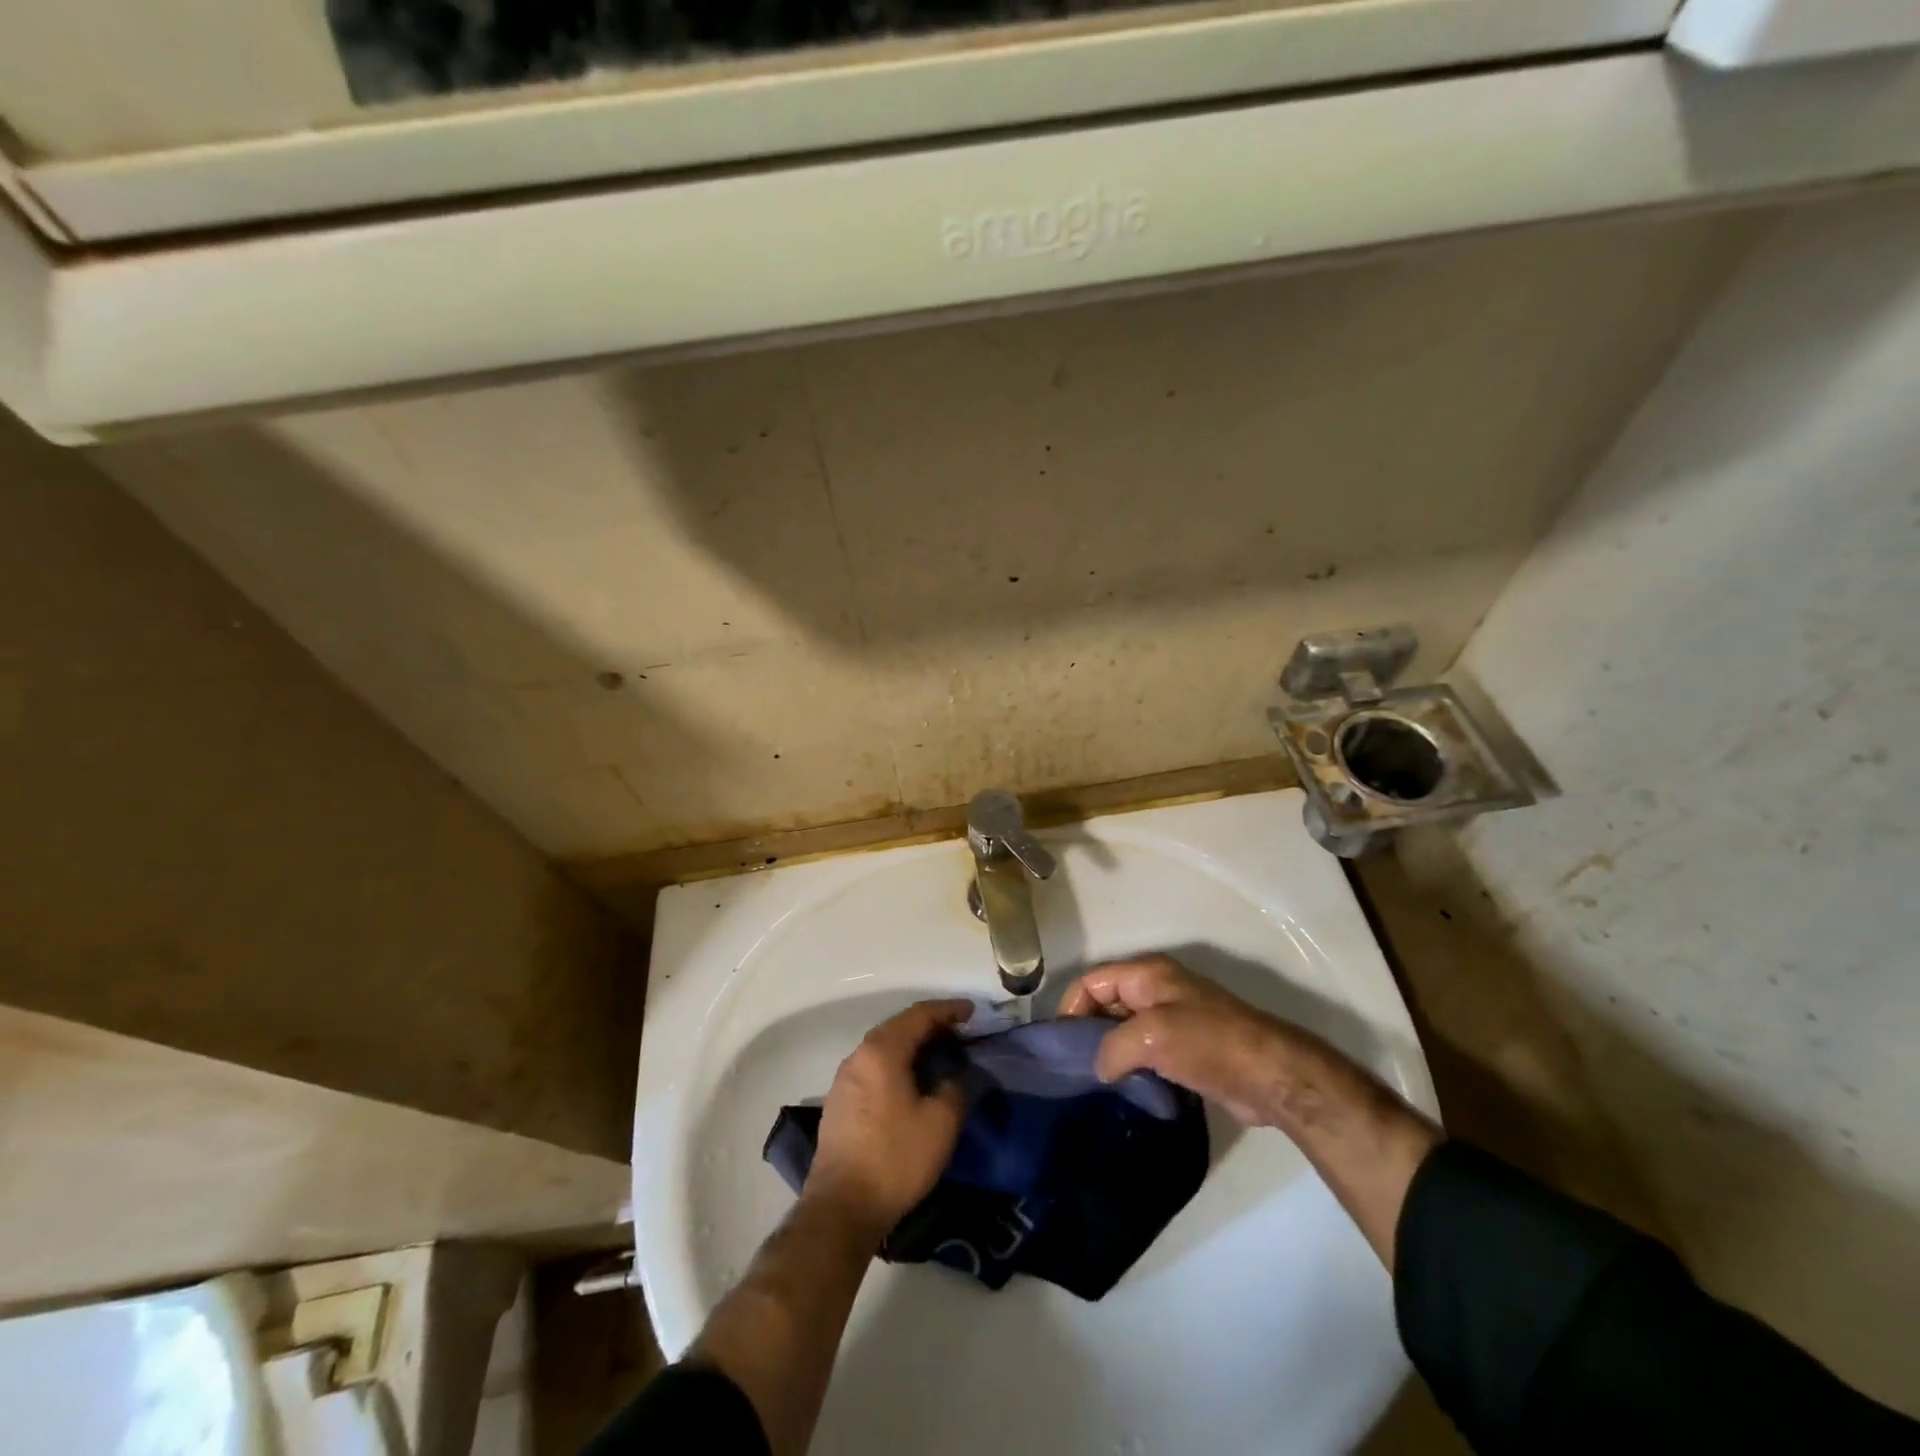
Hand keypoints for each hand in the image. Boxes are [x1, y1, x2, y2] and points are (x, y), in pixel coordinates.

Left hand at [806, 999, 971, 1240]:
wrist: (841, 1208)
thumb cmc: (895, 1158)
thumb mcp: (941, 1123)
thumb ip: (956, 1088)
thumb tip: (958, 1076)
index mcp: (882, 1051)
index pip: (919, 1015)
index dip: (948, 1010)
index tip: (973, 1012)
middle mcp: (858, 1056)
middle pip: (899, 1027)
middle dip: (932, 1027)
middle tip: (961, 1035)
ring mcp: (844, 1079)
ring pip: (885, 1048)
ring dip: (914, 1047)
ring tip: (941, 1058)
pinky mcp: (840, 1102)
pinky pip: (875, 1068)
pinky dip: (898, 1065)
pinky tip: (913, 1084)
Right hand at [1058, 954, 1301, 1125]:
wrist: (1269, 1074)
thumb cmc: (1208, 1042)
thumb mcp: (1151, 1037)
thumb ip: (1113, 1047)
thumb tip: (1100, 1068)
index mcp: (1146, 974)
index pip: (1092, 981)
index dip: (1072, 1008)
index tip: (1061, 1046)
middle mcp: (1156, 989)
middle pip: (1106, 1003)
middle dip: (1088, 1030)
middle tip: (1074, 1067)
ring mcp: (1172, 1018)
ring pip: (1124, 1029)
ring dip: (1110, 1051)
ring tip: (1093, 1082)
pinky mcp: (1185, 1047)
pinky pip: (1144, 1050)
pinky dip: (1131, 1064)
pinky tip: (1123, 1089)